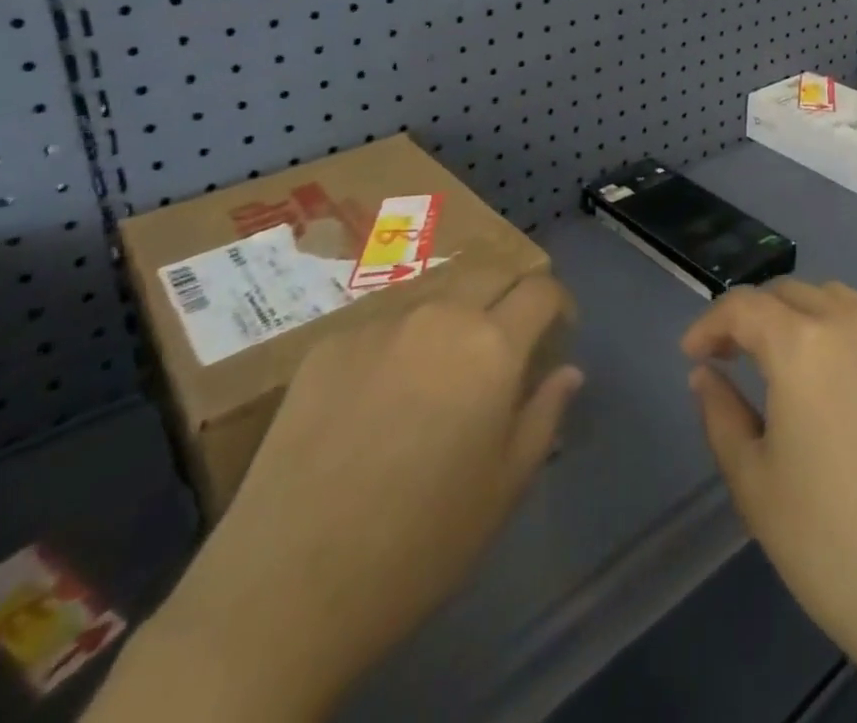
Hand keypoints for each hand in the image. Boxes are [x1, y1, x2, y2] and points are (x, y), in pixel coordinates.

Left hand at [92, 275, 580, 721]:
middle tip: (507, 337)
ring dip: (456, 312)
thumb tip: (568, 371)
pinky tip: (381, 395)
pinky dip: (402, 342)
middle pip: (490, 270)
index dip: (558, 303)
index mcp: (492, 346)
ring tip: (444, 364)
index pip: (541, 289)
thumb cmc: (420, 543)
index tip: (558, 331)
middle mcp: (440, 315)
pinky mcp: (329, 343)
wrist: (288, 584)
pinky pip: (384, 323)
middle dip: (510, 293)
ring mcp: (379, 323)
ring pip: (435, 292)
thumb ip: (544, 415)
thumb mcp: (505, 487)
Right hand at [684, 280, 856, 722]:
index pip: (744, 306)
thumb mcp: (755, 485)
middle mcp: (852, 326)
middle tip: (731, 356)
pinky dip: (841, 339)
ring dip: (800, 316)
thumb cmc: (834, 546)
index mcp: (803, 344)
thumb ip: (721, 415)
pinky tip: (839, 392)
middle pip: (791, 293)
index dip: (710, 324)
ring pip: (837, 301)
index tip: (692, 354)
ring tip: (783, 361)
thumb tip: (706, 375)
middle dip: (753, 315)